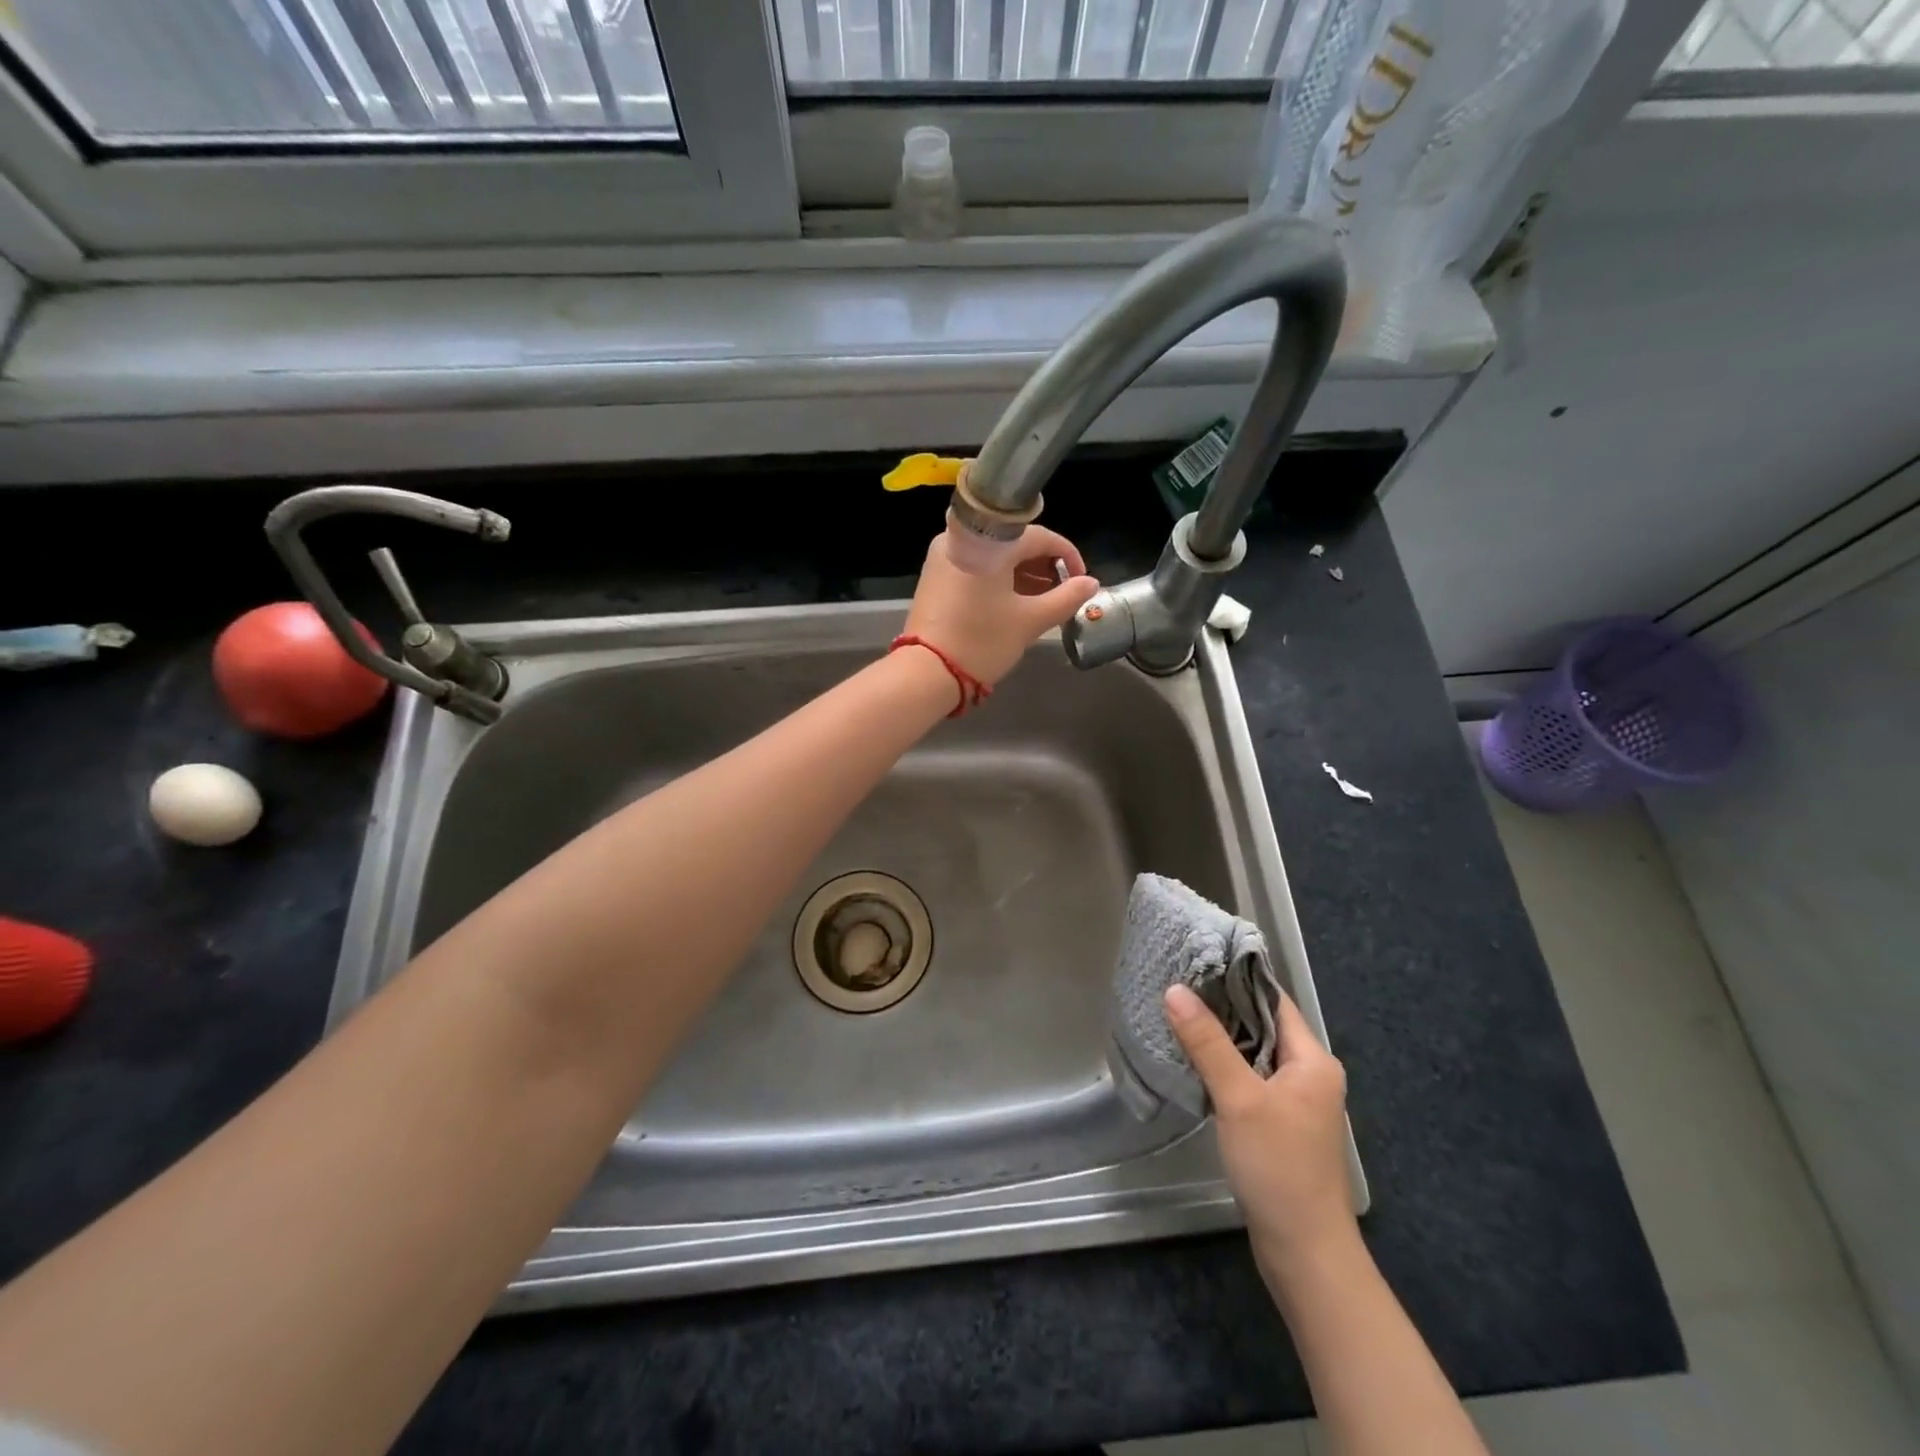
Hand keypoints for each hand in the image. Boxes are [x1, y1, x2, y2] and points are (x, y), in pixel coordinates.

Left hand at [903, 524, 1099, 685]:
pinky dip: (999, 580)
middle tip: (1062, 591)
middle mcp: (961, 538)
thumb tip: (1090, 583)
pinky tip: (1014, 602)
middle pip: (1013, 541)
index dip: (1066, 555)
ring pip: (994, 555)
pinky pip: (975, 567)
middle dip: (1043, 565)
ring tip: (1042, 600)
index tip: (1081, 580)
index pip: (1038, 535)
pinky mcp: (934, 577)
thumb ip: (1064, 599)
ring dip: (1022, 573)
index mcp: (987, 540)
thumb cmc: (981, 641)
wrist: (926, 672)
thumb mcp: (1029, 621)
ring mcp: (943, 557)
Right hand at [1165, 983, 1356, 1274]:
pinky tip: (1191, 1062)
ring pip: (1252, 1055)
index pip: (1274, 1001)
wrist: (1305, 1253)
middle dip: (1221, 1006)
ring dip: (1219, 1039)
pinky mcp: (1279, 1127)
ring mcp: (1295, 1103)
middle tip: (1176, 984)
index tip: (1197, 958)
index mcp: (1312, 1061)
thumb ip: (1207, 1042)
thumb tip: (1175, 989)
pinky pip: (1248, 1081)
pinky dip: (1223, 1068)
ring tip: (1176, 1015)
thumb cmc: (1280, 1167)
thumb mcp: (1239, 1098)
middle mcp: (1309, 1075)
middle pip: (1262, 1026)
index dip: (1238, 978)